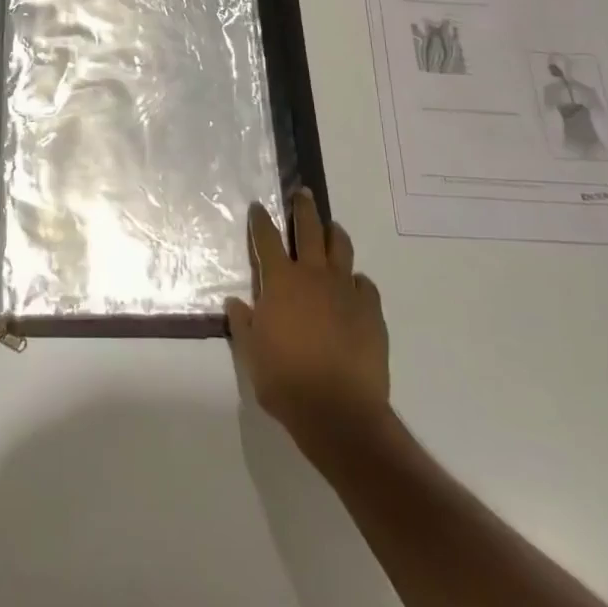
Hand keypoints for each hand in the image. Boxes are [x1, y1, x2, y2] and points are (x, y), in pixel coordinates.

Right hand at [226, 191, 392, 464]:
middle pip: (308, 229)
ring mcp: (345, 291)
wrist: (340, 413)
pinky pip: (365, 285)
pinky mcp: (371, 312)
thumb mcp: (252, 354)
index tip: (258, 206)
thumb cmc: (286, 381)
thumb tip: (236, 302)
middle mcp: (313, 276)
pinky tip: (354, 287)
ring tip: (331, 228)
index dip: (261, 220)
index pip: (266, 239)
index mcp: (281, 282)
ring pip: (341, 248)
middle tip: (303, 193)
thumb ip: (243, 323)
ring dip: (334, 234)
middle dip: (303, 208)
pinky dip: (357, 281)